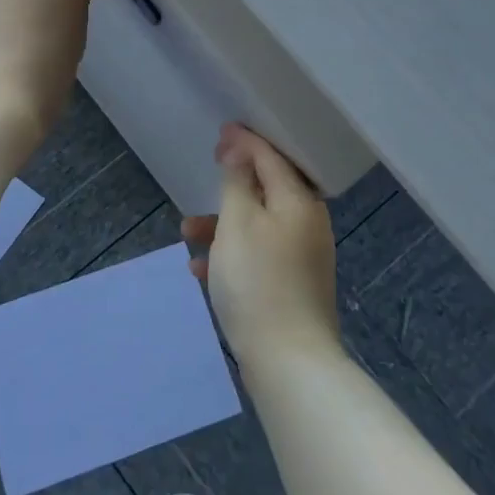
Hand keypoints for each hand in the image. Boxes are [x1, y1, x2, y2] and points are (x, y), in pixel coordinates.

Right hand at [184, 123, 341, 374]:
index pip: (272, 157)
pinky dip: (232, 254)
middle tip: (209, 171)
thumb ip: (238, 182)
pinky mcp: (293, 286)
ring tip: (187, 234)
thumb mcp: (238, 223)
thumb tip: (241, 151)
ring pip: (258, 225)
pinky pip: (259, 255)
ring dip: (223, 224)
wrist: (289, 362)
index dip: (245, 141)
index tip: (220, 132)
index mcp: (299, 202)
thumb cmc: (258, 282)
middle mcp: (306, 224)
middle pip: (267, 190)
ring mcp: (302, 257)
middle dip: (232, 184)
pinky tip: (201, 271)